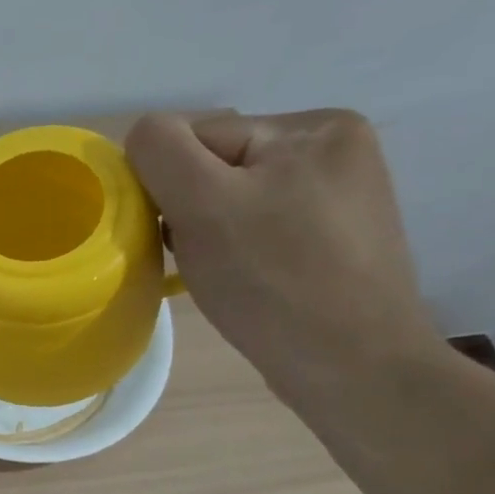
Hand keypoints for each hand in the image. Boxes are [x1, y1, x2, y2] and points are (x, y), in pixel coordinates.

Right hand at [125, 110, 440, 408]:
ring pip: (233, 201)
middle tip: (201, 259)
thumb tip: (142, 136)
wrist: (352, 367)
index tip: (176, 235)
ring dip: (208, 233)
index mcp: (314, 126)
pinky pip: (258, 229)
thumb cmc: (274, 282)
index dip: (170, 185)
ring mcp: (339, 197)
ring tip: (221, 274)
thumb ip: (162, 152)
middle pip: (216, 168)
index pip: (199, 137)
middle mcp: (334, 149)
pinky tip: (243, 281)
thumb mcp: (205, 205)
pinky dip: (235, 252)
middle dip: (191, 211)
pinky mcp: (334, 240)